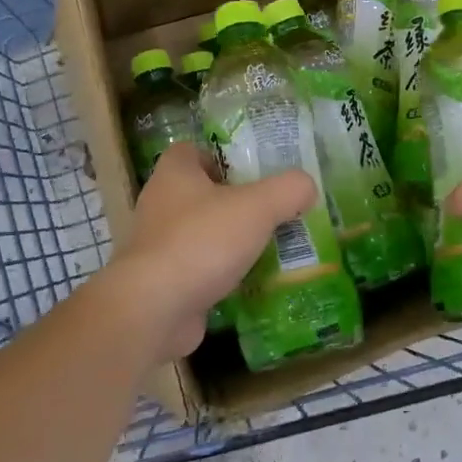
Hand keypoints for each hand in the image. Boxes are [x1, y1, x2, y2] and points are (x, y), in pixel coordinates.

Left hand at [96, 142, 316, 362]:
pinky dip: (220, 276)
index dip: (220, 156)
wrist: (154, 310)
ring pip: (200, 234)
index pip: (192, 151)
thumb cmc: (202, 242)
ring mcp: (157, 247)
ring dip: (229, 241)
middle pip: (200, 194)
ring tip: (268, 247)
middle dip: (234, 202)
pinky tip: (250, 284)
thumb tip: (306, 186)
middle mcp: (160, 205)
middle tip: (271, 210)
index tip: (251, 172)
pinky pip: (197, 271)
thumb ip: (288, 189)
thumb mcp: (258, 206)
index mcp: (174, 174)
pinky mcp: (161, 284)